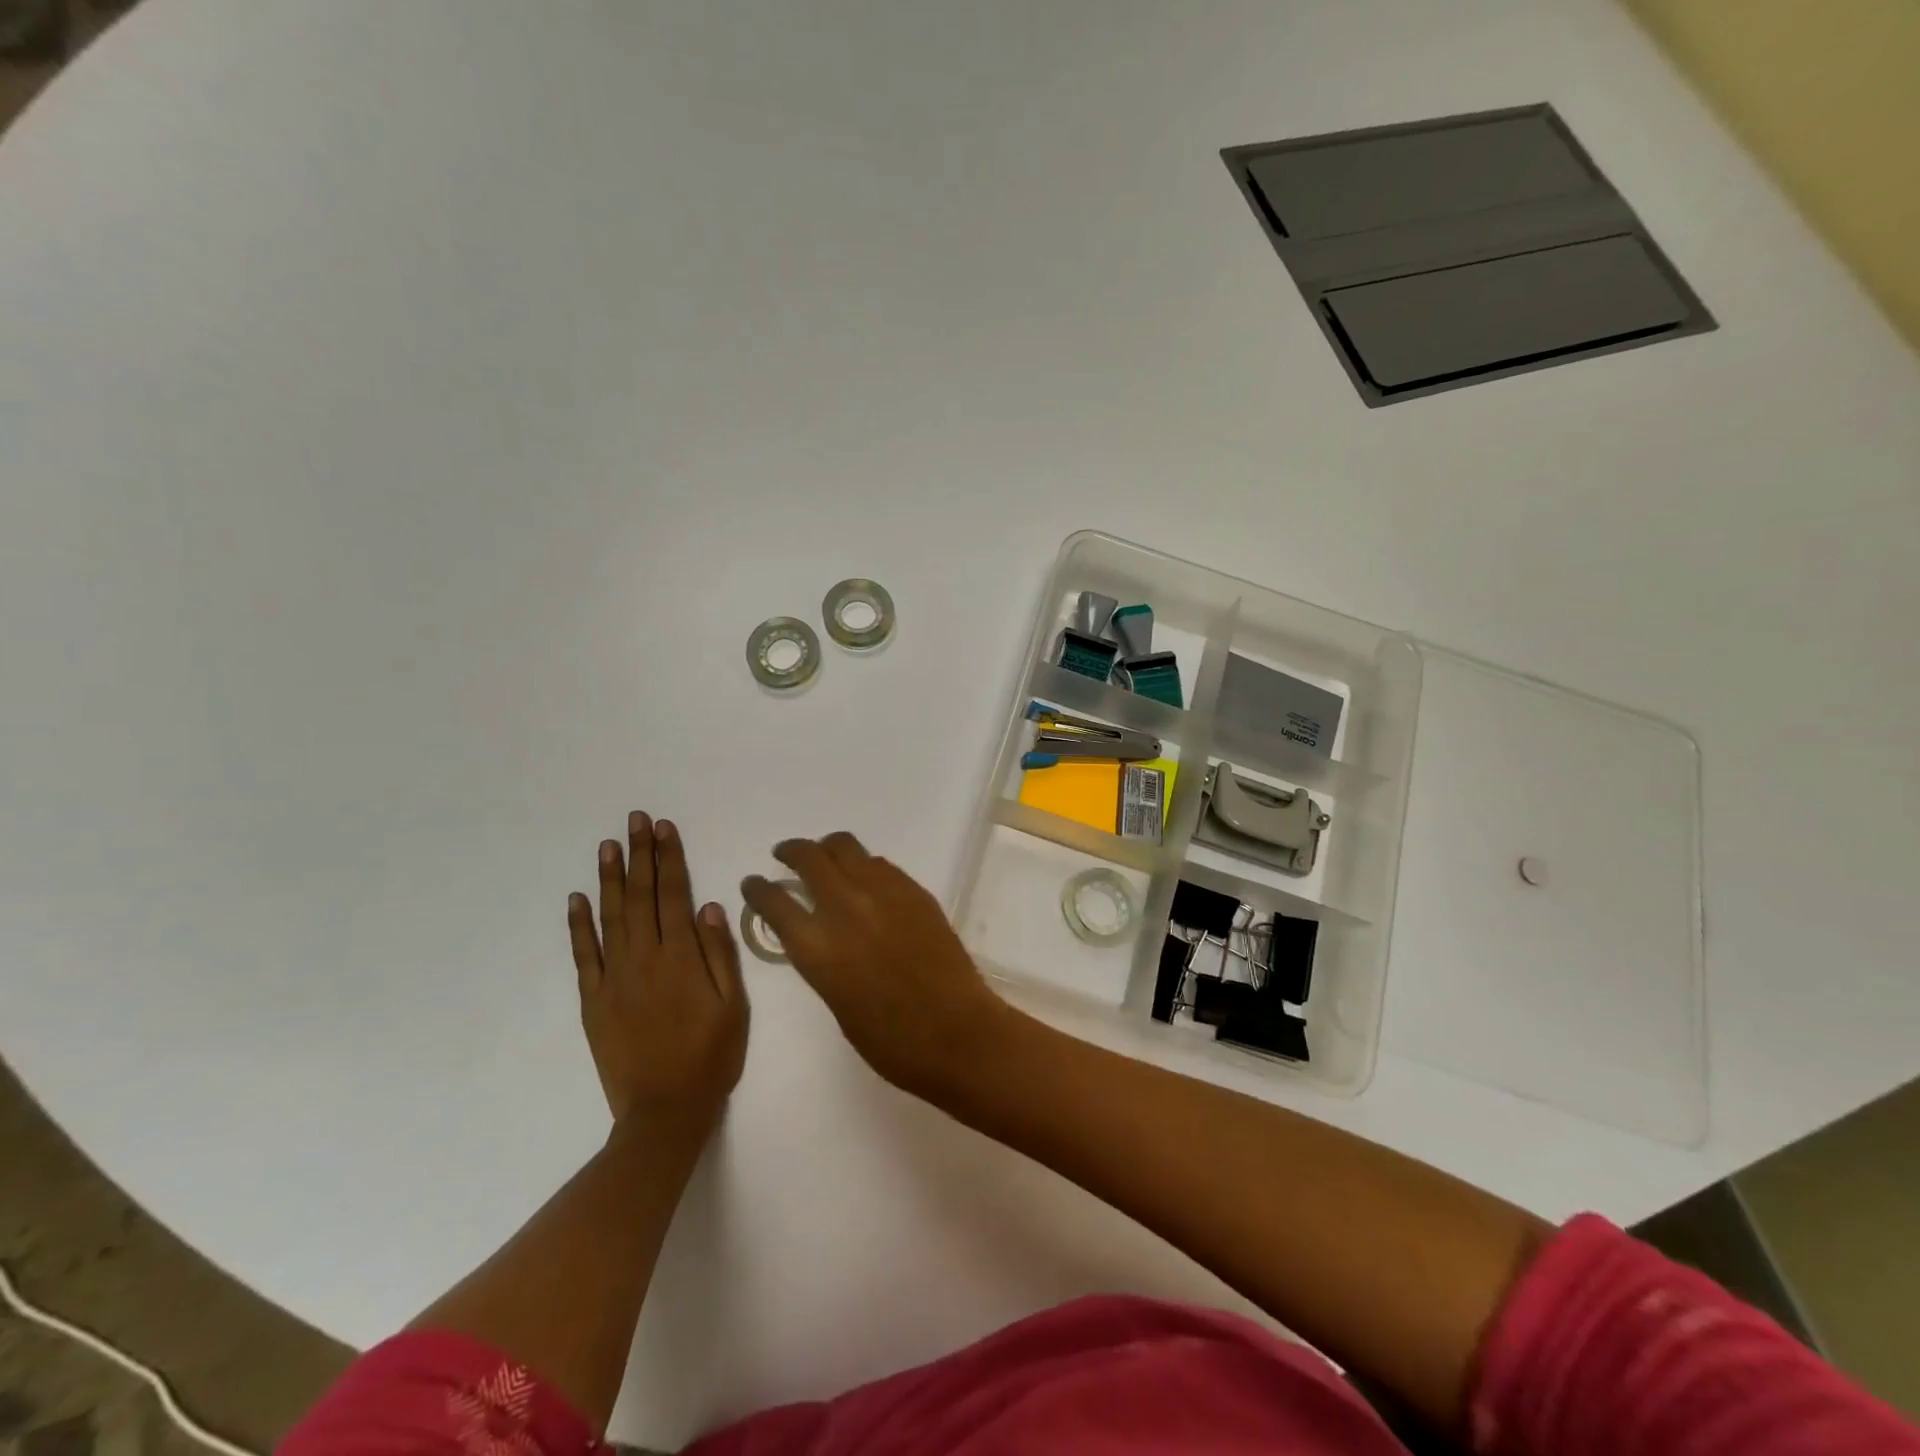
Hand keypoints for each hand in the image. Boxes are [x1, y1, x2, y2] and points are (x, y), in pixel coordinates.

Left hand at [568, 813, 748, 1131]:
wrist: (665, 1111)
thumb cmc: (711, 1056)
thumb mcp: (734, 1005)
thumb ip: (720, 953)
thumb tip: (709, 906)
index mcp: (682, 958)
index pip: (674, 895)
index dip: (669, 859)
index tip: (664, 828)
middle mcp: (645, 959)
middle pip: (641, 897)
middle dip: (640, 855)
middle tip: (635, 820)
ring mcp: (614, 978)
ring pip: (610, 917)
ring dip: (610, 878)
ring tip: (608, 845)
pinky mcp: (593, 1000)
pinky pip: (583, 955)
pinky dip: (578, 925)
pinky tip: (577, 898)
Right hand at [741, 833, 1010, 1096]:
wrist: (956, 1033)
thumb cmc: (890, 1040)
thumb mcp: (835, 1001)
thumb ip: (820, 958)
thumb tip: (817, 932)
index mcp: (818, 947)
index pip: (774, 902)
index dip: (757, 889)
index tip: (753, 883)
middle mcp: (846, 908)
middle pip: (809, 858)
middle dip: (791, 852)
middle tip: (785, 855)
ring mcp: (884, 893)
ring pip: (846, 848)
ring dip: (827, 850)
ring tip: (825, 859)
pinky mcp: (914, 890)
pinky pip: (880, 864)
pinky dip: (863, 866)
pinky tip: (865, 880)